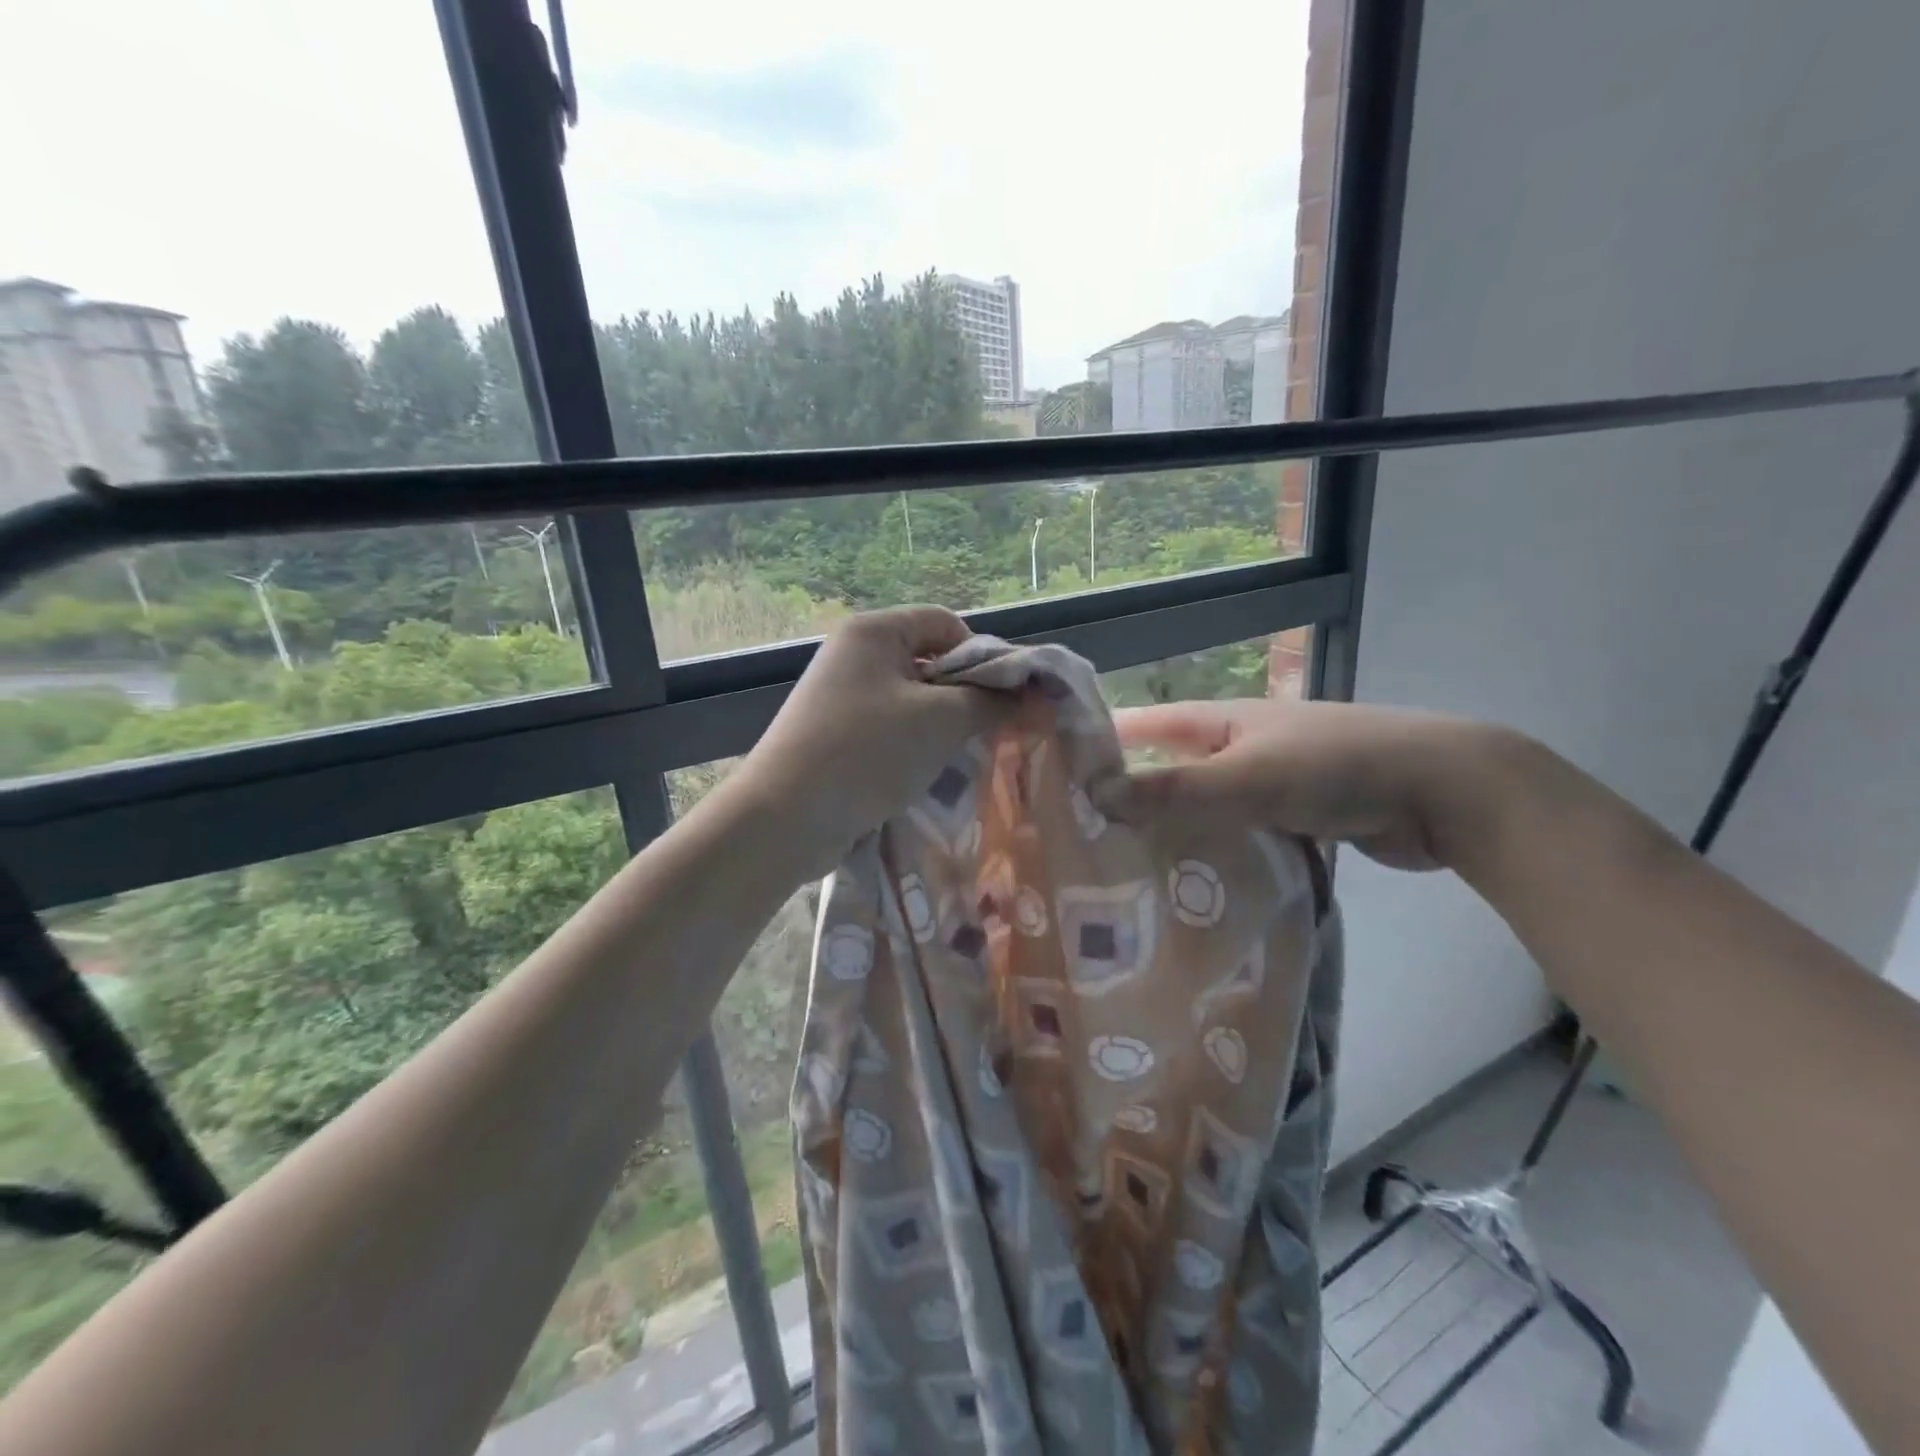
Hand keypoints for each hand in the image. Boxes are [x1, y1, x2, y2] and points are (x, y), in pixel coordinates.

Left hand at [737, 607, 1021, 867]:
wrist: (785, 817)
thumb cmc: (867, 752)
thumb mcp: (940, 721)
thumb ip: (990, 702)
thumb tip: (1029, 694)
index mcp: (874, 632)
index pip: (946, 623)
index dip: (983, 655)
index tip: (1003, 698)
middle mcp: (854, 654)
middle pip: (929, 661)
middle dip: (963, 695)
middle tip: (986, 731)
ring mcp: (840, 695)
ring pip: (912, 699)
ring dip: (940, 726)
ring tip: (955, 757)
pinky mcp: (835, 734)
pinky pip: (889, 728)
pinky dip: (913, 745)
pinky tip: (923, 774)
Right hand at [1098, 698, 1529, 872]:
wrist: (1446, 791)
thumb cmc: (1337, 767)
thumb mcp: (1249, 777)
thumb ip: (1175, 789)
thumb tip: (1095, 795)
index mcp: (1220, 721)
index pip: (1141, 725)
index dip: (1096, 742)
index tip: (1050, 775)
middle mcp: (1236, 745)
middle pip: (1166, 768)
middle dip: (1126, 796)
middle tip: (1076, 838)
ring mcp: (1266, 781)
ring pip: (1201, 806)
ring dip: (1169, 831)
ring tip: (1119, 871)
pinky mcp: (1293, 816)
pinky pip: (1235, 834)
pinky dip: (1212, 853)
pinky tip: (1188, 886)